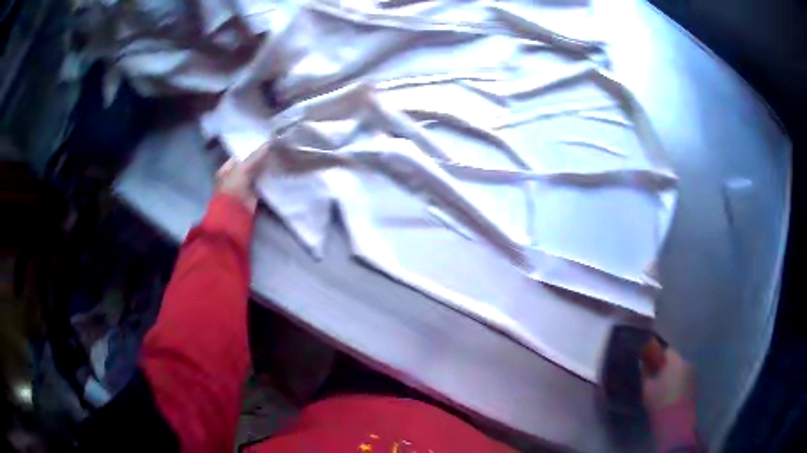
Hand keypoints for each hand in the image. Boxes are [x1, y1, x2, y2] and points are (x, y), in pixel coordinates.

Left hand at [215, 143, 272, 213]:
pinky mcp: (253, 195)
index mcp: (227, 168)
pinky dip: (269, 179)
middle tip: (275, 148)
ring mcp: (244, 186)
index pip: (240, 154)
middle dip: (261, 158)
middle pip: (249, 164)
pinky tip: (278, 171)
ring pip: (257, 173)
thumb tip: (269, 143)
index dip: (252, 148)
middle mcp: (234, 176)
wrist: (235, 213)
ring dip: (265, 168)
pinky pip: (262, 183)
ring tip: (279, 157)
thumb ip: (256, 156)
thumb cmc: (233, 188)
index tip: (265, 142)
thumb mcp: (243, 168)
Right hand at [641, 348, 694, 412]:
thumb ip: (645, 372)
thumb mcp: (647, 387)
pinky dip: (677, 385)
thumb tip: (645, 364)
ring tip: (662, 391)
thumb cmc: (659, 401)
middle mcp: (687, 362)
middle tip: (654, 381)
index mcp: (676, 359)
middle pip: (674, 361)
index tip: (649, 367)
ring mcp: (693, 374)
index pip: (666, 351)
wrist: (675, 422)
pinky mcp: (694, 386)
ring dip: (672, 377)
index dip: (656, 357)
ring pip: (680, 371)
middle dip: (665, 368)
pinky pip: (684, 380)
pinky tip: (669, 396)